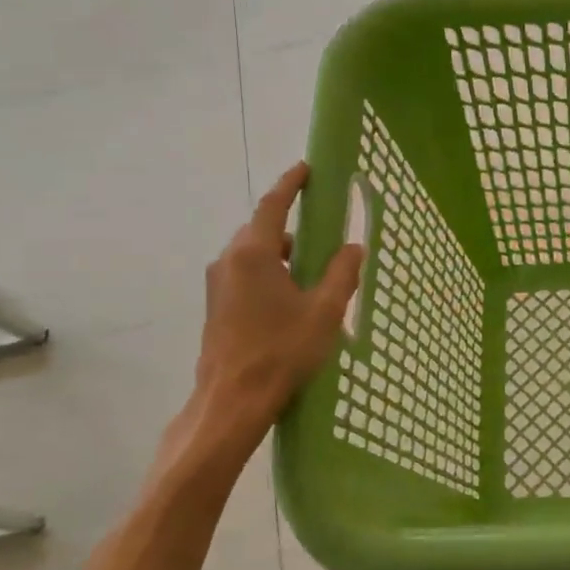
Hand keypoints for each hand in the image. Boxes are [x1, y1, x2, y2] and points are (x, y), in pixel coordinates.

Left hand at [169, 164, 363, 468]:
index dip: (290, 184)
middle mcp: (229, 261)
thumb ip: (341, 273)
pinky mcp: (215, 307)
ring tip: (310, 278)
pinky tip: (289, 302)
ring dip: (280, 256)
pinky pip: (245, 276)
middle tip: (321, 239)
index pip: (273, 205)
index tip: (306, 169)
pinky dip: (268, 275)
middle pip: (261, 231)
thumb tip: (353, 247)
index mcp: (253, 253)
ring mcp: (218, 285)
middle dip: (290, 228)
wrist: (232, 401)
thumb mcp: (324, 311)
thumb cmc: (281, 351)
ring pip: (253, 256)